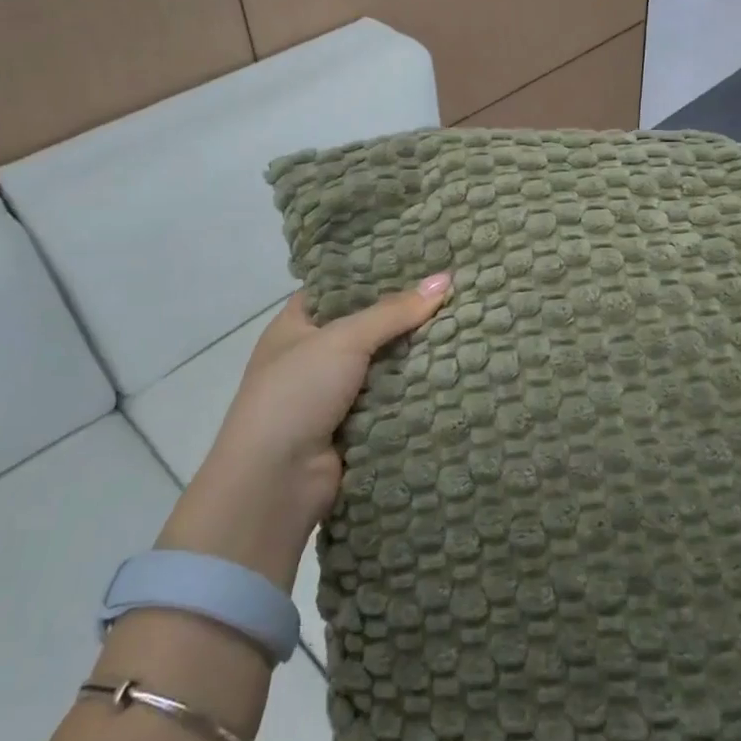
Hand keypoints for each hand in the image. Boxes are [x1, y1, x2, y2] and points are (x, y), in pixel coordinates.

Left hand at [159, 273, 451, 587]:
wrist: (276, 481)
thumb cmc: (296, 394)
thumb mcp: (343, 340)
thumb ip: (394, 311)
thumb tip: (445, 278)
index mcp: (296, 326)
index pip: (339, 287)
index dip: (375, 273)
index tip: (420, 259)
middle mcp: (314, 356)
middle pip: (368, 326)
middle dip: (406, 314)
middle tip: (454, 290)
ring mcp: (334, 394)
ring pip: (385, 363)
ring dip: (416, 353)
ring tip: (465, 323)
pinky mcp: (356, 425)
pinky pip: (393, 397)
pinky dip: (416, 388)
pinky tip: (454, 368)